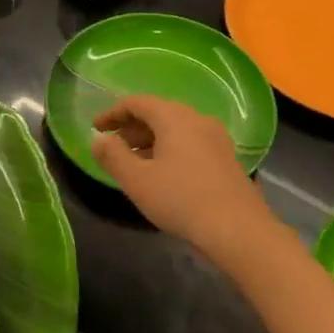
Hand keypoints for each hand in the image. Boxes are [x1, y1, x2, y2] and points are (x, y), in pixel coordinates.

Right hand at [91, 94, 275, 258]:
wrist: (237, 229)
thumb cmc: (180, 200)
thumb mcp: (137, 180)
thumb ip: (113, 156)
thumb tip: (99, 139)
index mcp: (174, 117)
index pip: (137, 103)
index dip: (113, 113)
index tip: (96, 128)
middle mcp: (197, 119)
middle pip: (158, 113)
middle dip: (132, 126)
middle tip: (113, 146)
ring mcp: (216, 138)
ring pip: (176, 129)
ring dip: (151, 139)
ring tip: (134, 162)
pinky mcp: (226, 157)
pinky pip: (191, 142)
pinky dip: (170, 149)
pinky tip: (163, 173)